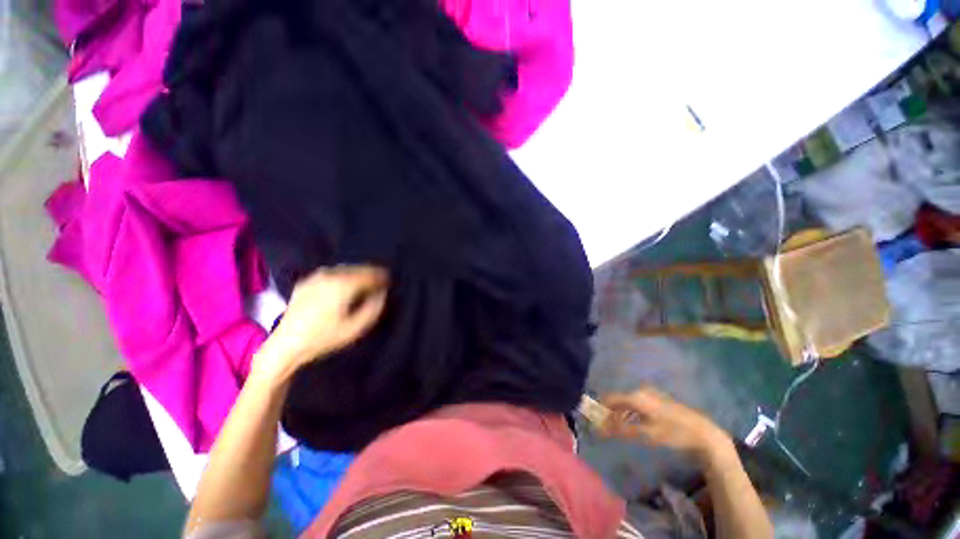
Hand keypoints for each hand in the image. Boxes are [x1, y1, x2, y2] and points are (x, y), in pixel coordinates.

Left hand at [256, 265, 388, 378]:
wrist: (286, 345)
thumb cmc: (324, 338)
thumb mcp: (356, 328)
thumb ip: (374, 307)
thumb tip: (382, 293)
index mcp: (344, 285)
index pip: (369, 275)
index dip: (382, 277)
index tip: (389, 281)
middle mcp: (330, 276)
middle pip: (357, 269)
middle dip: (370, 273)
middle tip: (380, 281)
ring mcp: (315, 278)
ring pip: (344, 269)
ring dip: (356, 274)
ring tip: (364, 282)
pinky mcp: (305, 283)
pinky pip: (330, 273)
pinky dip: (341, 276)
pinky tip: (343, 285)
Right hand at [599, 387, 734, 466]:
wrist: (704, 433)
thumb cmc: (675, 433)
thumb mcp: (648, 434)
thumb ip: (623, 429)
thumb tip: (602, 428)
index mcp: (637, 396)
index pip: (611, 399)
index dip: (601, 410)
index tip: (594, 422)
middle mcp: (640, 391)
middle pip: (618, 400)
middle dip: (609, 413)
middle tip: (604, 428)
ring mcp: (649, 393)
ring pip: (627, 402)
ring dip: (619, 414)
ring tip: (615, 428)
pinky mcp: (656, 399)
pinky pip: (635, 403)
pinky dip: (629, 413)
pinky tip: (630, 423)